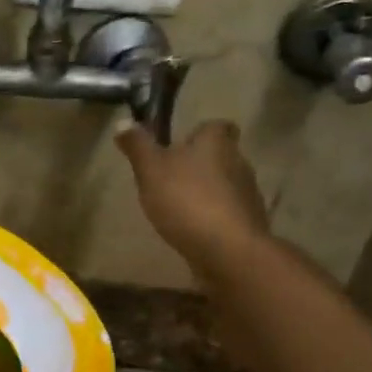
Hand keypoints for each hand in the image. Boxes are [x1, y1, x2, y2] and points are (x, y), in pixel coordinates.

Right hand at [116, 120, 269, 267]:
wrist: (228, 250)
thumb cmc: (186, 200)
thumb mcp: (151, 170)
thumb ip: (138, 146)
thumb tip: (123, 122)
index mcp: (216, 143)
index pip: (217, 126)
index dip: (200, 132)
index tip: (181, 143)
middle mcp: (238, 162)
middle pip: (221, 155)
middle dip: (199, 164)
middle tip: (171, 177)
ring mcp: (247, 195)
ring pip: (225, 185)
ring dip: (206, 192)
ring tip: (178, 207)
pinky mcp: (248, 224)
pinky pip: (228, 213)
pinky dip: (213, 218)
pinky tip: (193, 230)